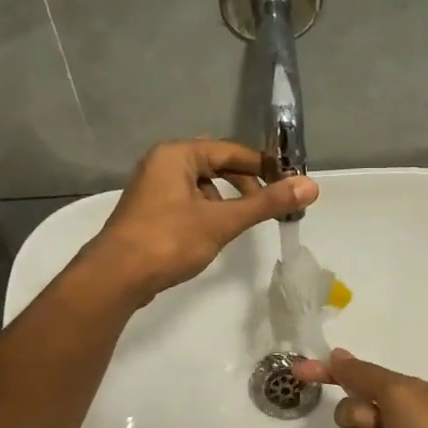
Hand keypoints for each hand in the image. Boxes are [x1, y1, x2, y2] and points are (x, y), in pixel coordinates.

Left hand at [81, 139, 316, 306]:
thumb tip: (311, 186)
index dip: (261, 165)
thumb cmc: (169, 240)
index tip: (287, 182)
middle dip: (244, 184)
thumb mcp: (222, 221)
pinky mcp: (149, 214)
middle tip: (268, 204)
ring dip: (225, 201)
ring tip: (242, 222)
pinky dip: (207, 213)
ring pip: (200, 187)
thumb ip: (266, 203)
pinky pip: (187, 203)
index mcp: (176, 154)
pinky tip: (214, 234)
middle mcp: (161, 164)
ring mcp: (152, 190)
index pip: (229, 151)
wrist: (116, 277)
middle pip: (214, 165)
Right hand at [294, 349, 427, 427]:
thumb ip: (363, 375)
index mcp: (403, 393)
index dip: (328, 374)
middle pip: (348, 413)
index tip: (298, 371)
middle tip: (383, 427)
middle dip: (359, 420)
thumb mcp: (399, 393)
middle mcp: (396, 419)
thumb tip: (337, 354)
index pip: (356, 378)